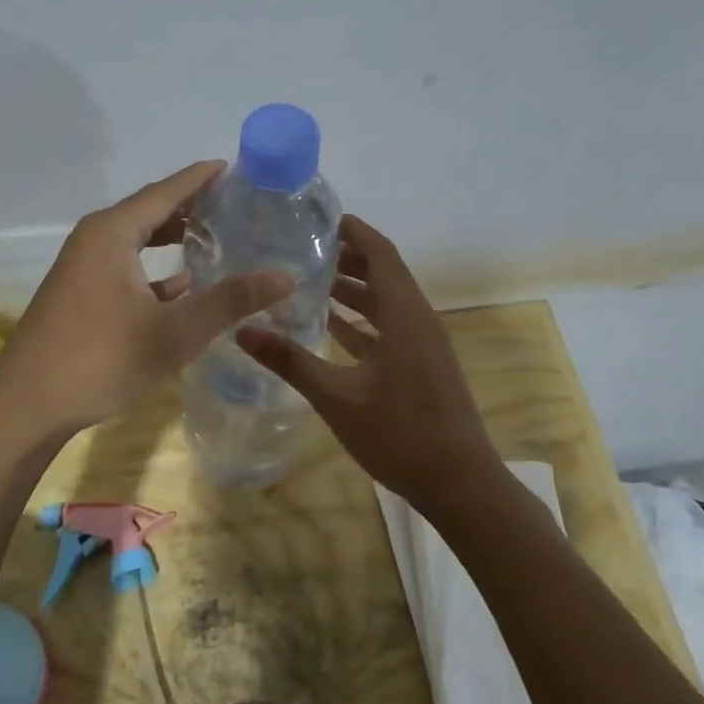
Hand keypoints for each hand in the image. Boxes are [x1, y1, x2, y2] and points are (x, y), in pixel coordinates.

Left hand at [0, 161, 294, 436]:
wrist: (26, 407)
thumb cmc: (101, 358)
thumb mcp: (175, 331)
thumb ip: (230, 301)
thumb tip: (286, 276)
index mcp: (112, 232)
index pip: (166, 191)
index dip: (200, 178)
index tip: (232, 167)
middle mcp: (94, 239)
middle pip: (150, 211)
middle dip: (191, 207)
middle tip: (235, 206)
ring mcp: (83, 268)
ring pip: (137, 241)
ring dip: (173, 239)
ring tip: (216, 238)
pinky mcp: (80, 295)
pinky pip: (126, 267)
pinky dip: (155, 270)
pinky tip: (183, 286)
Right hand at [238, 215, 505, 518]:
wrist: (460, 484)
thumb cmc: (400, 434)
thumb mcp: (337, 397)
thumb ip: (291, 361)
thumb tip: (242, 330)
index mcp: (405, 314)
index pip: (380, 253)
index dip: (354, 231)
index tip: (319, 219)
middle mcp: (418, 319)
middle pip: (383, 273)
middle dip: (346, 258)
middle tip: (303, 249)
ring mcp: (424, 344)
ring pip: (386, 302)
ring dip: (354, 290)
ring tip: (309, 282)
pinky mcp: (423, 365)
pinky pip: (390, 328)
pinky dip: (362, 321)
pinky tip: (331, 326)